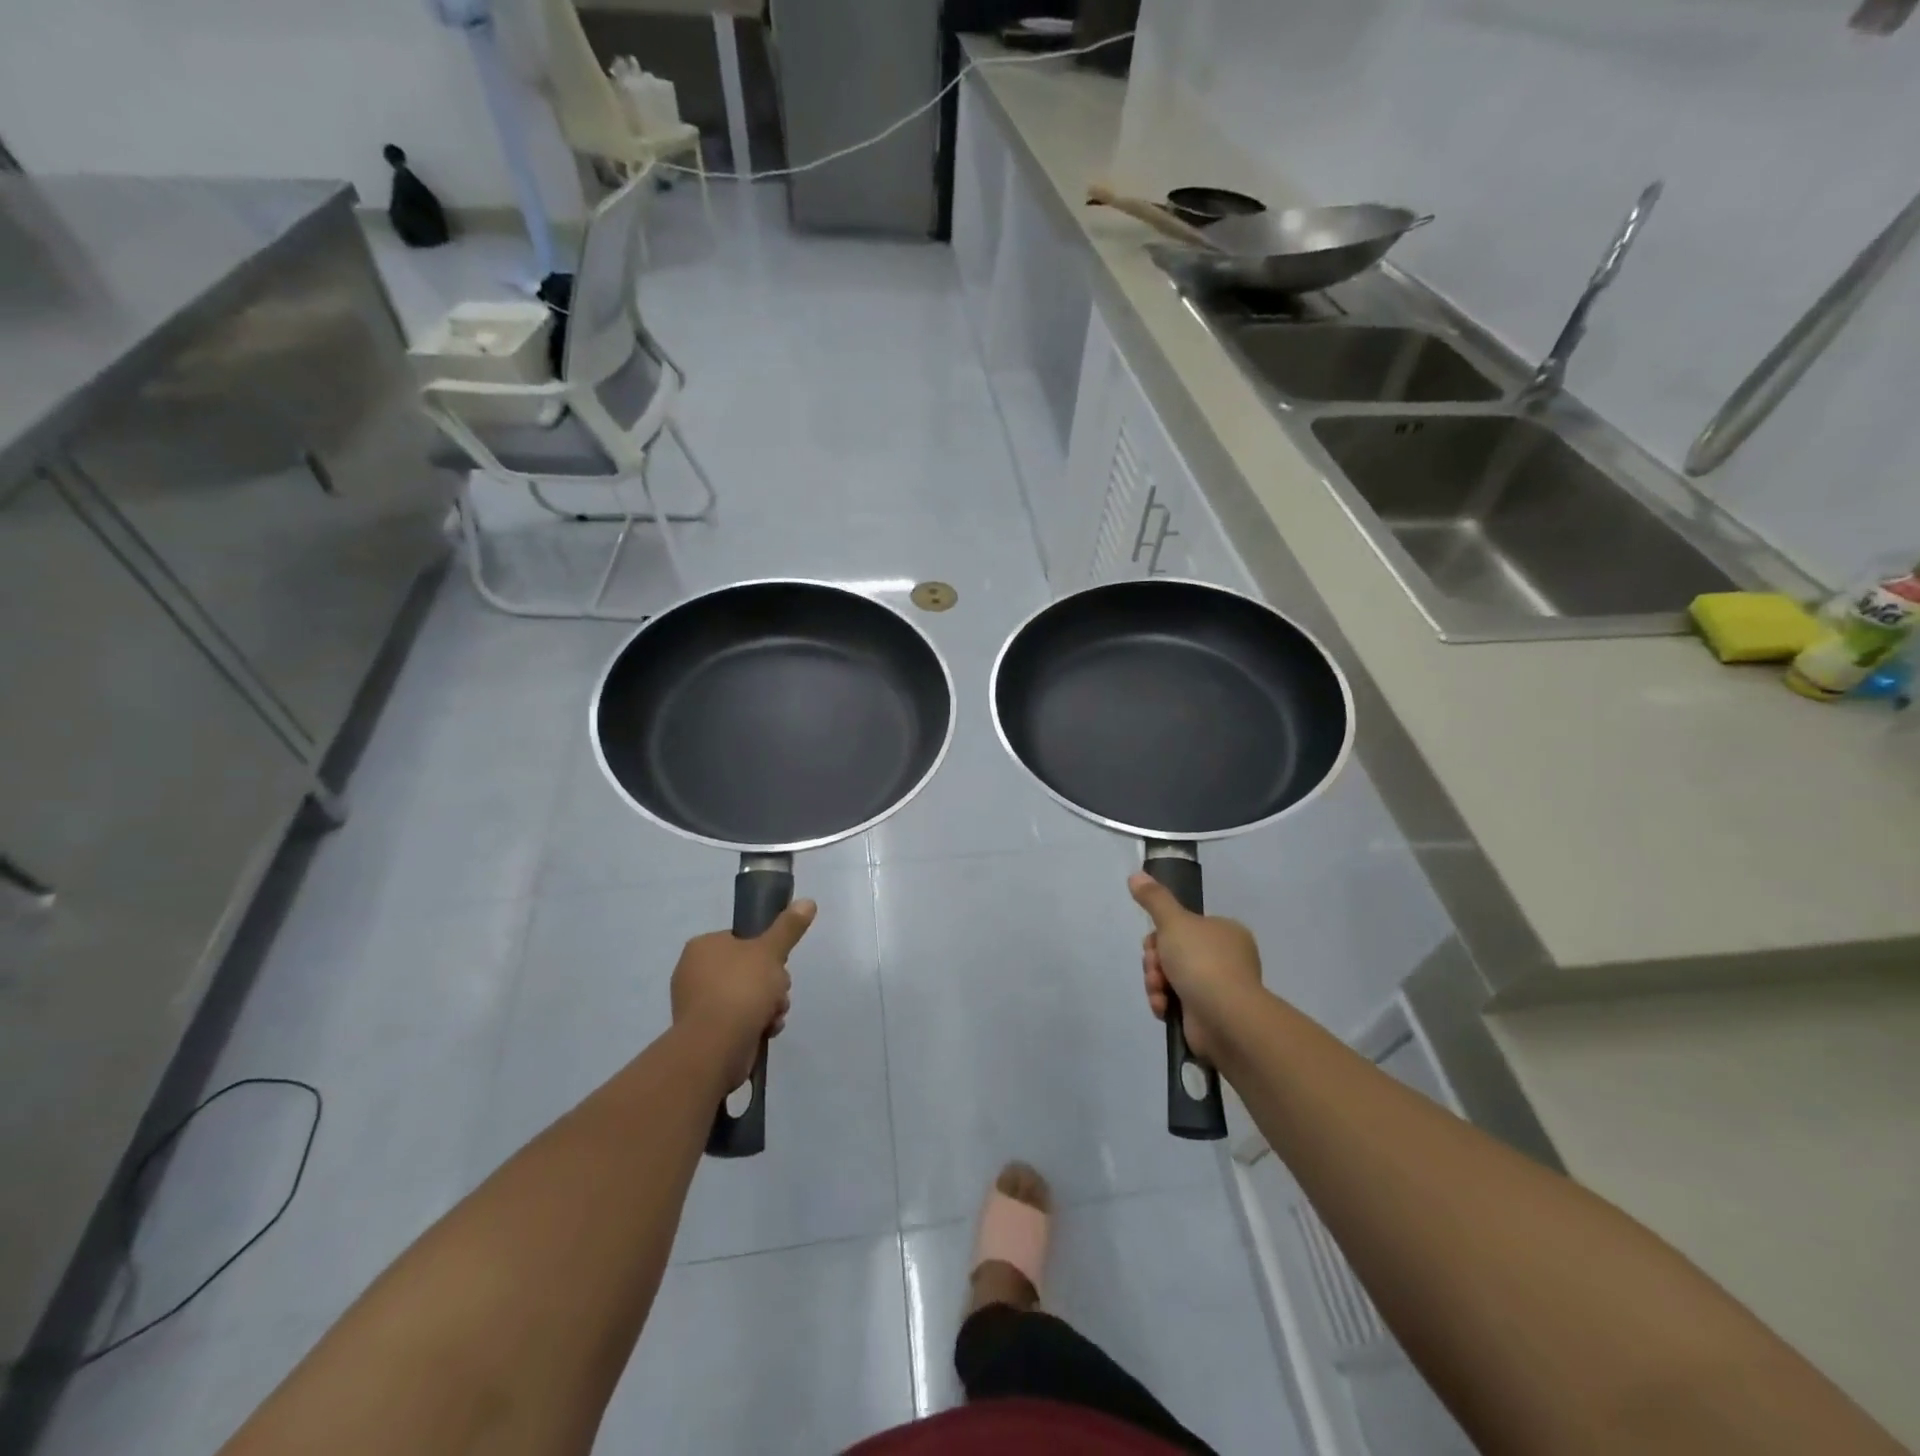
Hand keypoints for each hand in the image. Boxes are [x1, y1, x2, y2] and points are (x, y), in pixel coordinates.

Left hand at [670, 901, 815, 1086]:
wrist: (716, 1047)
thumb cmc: (741, 989)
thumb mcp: (771, 951)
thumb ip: (788, 927)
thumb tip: (808, 901)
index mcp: (702, 947)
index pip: (742, 940)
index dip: (766, 951)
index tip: (778, 963)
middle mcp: (694, 973)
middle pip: (749, 969)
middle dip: (772, 983)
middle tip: (778, 991)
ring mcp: (698, 1004)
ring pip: (748, 996)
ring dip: (769, 1004)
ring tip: (773, 1014)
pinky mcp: (706, 1032)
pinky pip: (739, 1019)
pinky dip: (756, 1023)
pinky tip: (766, 1030)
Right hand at [1129, 873, 1262, 1065]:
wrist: (1224, 1016)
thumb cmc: (1202, 961)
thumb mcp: (1174, 921)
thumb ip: (1154, 898)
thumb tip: (1135, 874)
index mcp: (1224, 932)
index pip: (1181, 927)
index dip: (1159, 935)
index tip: (1153, 942)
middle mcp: (1224, 957)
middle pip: (1171, 952)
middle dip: (1155, 962)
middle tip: (1156, 968)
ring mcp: (1217, 987)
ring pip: (1169, 977)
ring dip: (1155, 983)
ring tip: (1159, 992)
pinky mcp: (1207, 1013)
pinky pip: (1175, 1001)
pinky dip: (1164, 1003)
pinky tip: (1163, 1007)